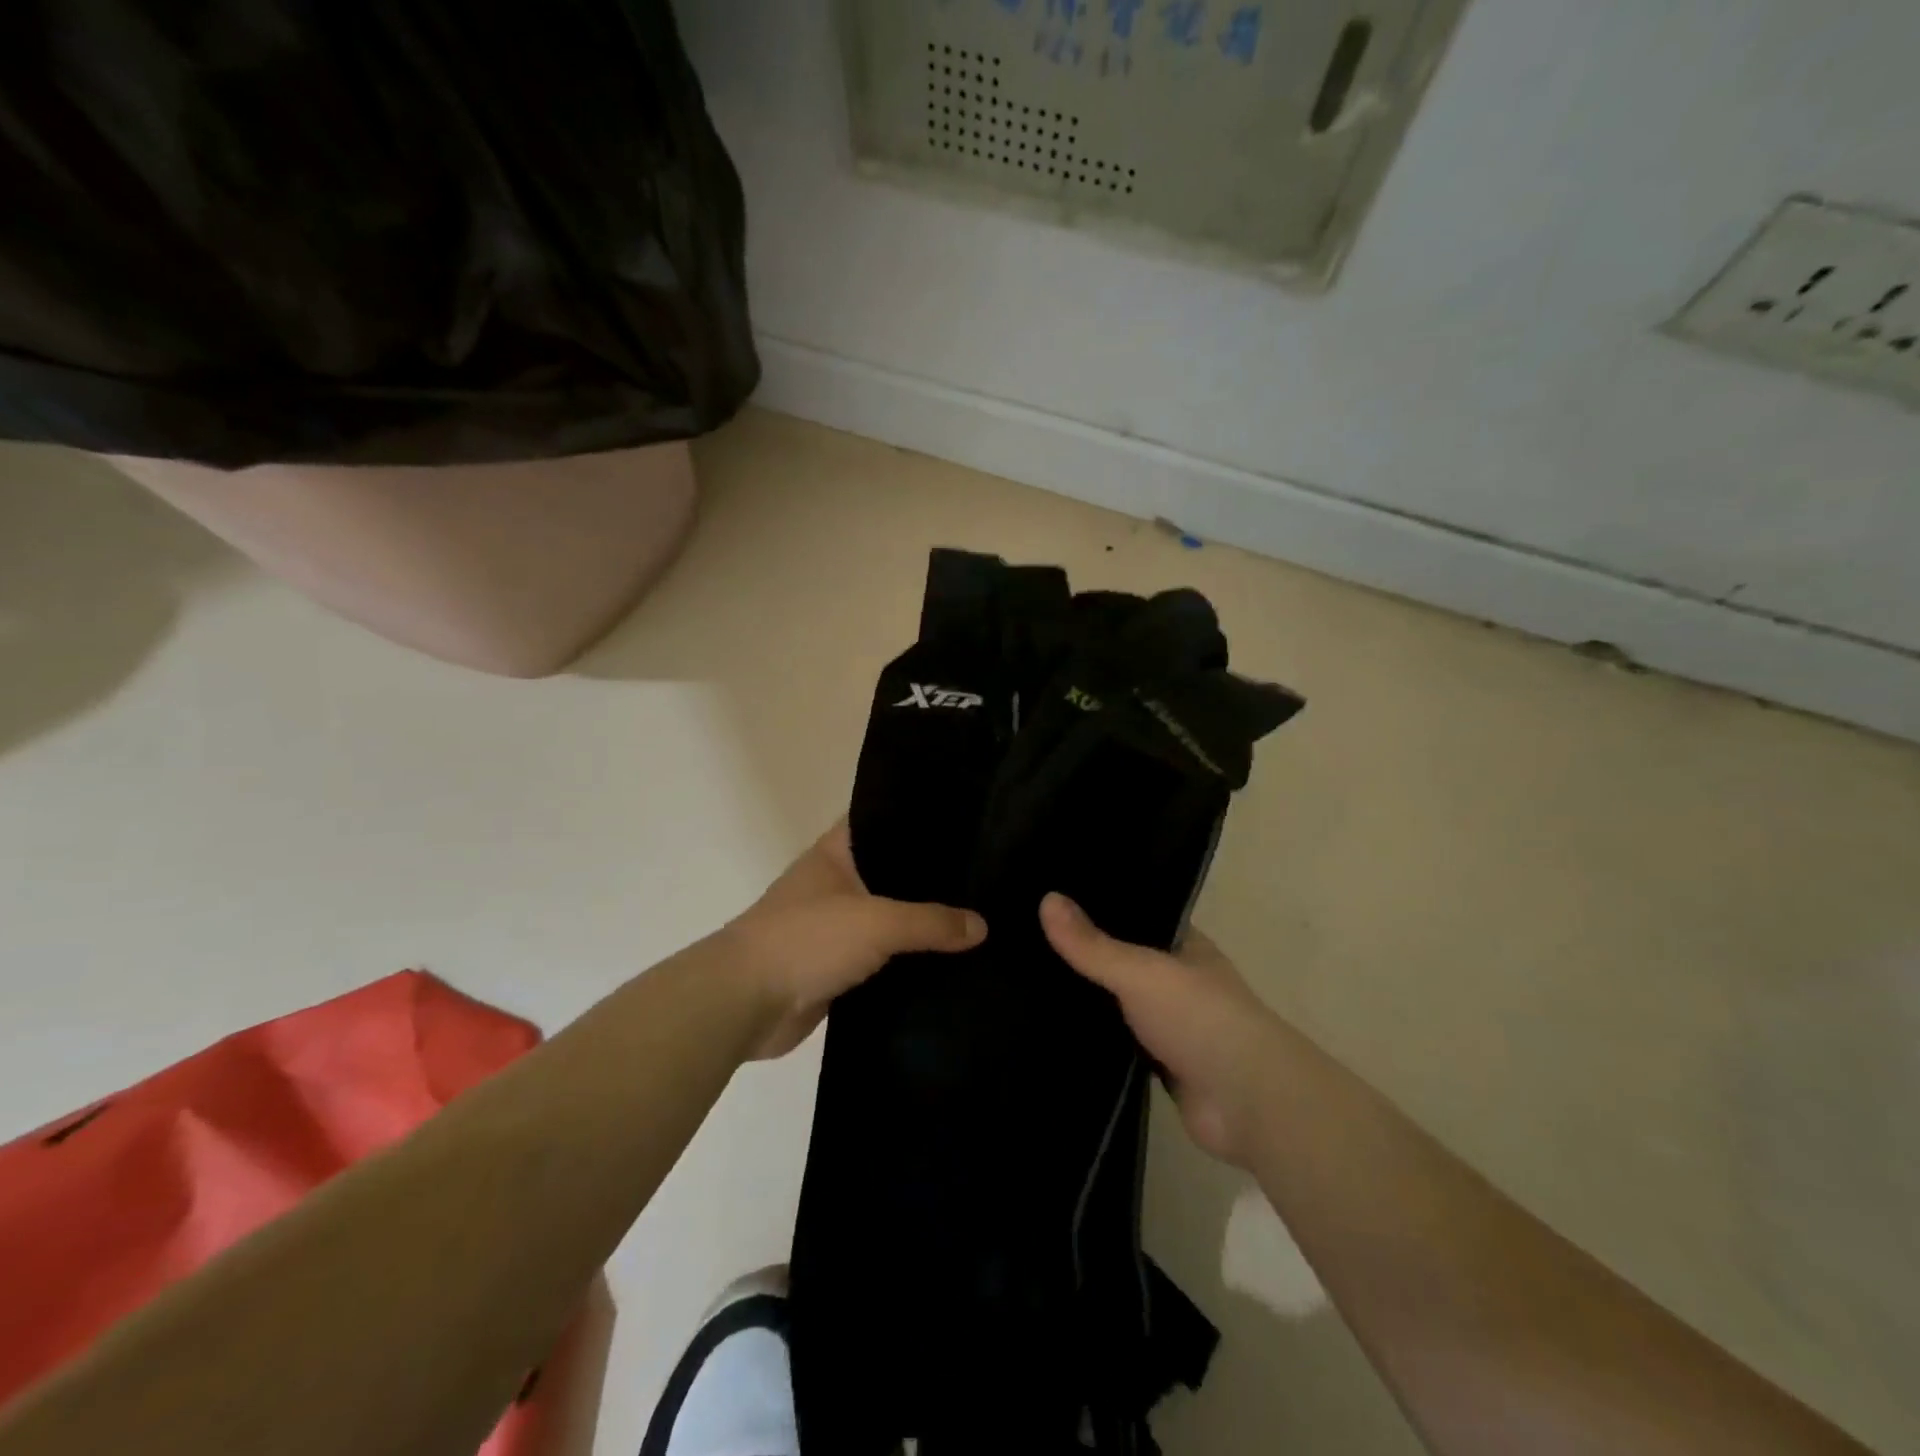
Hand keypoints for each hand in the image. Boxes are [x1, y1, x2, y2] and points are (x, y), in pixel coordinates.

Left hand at [725, 821, 985, 1058]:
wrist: (744, 1003)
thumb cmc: (807, 939)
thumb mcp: (877, 921)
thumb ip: (931, 922)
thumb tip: (981, 926)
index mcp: (836, 853)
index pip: (883, 820)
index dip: (919, 818)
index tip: (964, 821)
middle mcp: (835, 883)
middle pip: (891, 872)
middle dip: (930, 877)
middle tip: (984, 875)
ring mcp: (835, 926)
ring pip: (889, 918)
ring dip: (920, 924)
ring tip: (977, 917)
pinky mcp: (836, 967)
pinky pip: (882, 958)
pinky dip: (907, 961)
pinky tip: (946, 963)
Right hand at [1041, 894, 1280, 1165]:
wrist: (1247, 1103)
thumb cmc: (1199, 1018)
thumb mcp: (1140, 971)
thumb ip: (1092, 944)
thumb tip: (1045, 899)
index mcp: (1184, 945)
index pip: (1137, 914)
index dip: (1099, 905)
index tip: (1051, 896)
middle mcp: (1178, 979)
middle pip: (1123, 959)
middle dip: (1086, 953)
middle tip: (1027, 938)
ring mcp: (1171, 1023)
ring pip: (1119, 1003)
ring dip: (1089, 998)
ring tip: (1028, 978)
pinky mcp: (1160, 1064)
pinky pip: (1118, 1042)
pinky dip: (1095, 1038)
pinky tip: (1053, 1027)